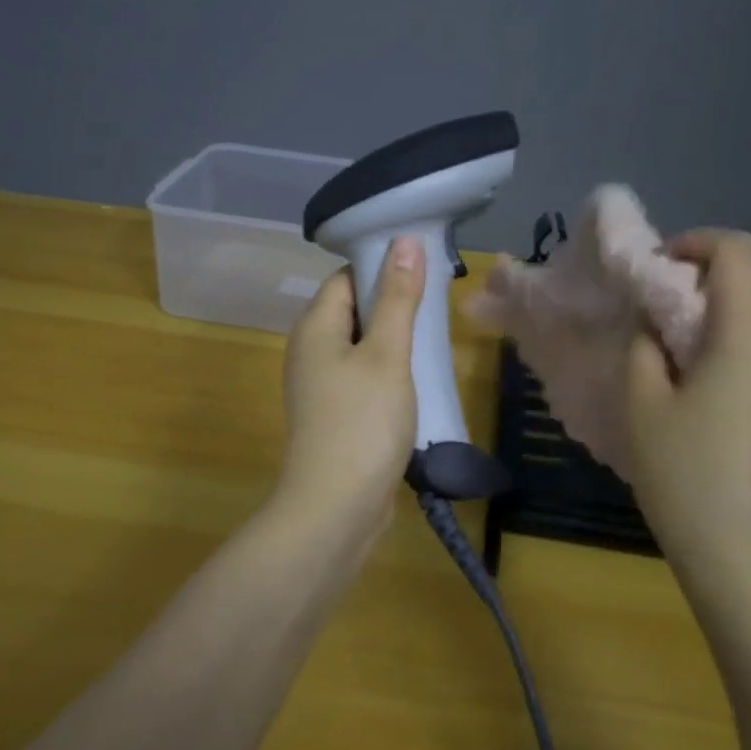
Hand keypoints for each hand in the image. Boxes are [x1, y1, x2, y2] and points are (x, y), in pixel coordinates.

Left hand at [275, 237, 425, 532]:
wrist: (336, 508)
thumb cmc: (362, 422)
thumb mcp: (387, 354)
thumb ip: (397, 298)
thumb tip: (403, 240)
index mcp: (315, 327)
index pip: (347, 277)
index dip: (383, 266)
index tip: (426, 267)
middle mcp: (311, 350)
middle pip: (353, 309)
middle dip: (394, 304)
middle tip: (439, 305)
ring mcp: (321, 385)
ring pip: (362, 345)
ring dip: (395, 340)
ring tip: (437, 338)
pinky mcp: (336, 413)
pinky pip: (363, 376)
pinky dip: (389, 371)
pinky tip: (419, 378)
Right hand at [624, 229, 750, 573]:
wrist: (737, 547)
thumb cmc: (682, 472)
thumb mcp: (642, 399)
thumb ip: (644, 341)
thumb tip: (653, 318)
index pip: (737, 252)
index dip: (693, 244)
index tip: (654, 268)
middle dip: (707, 264)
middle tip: (659, 290)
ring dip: (723, 292)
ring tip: (674, 321)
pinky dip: (736, 319)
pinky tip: (699, 352)